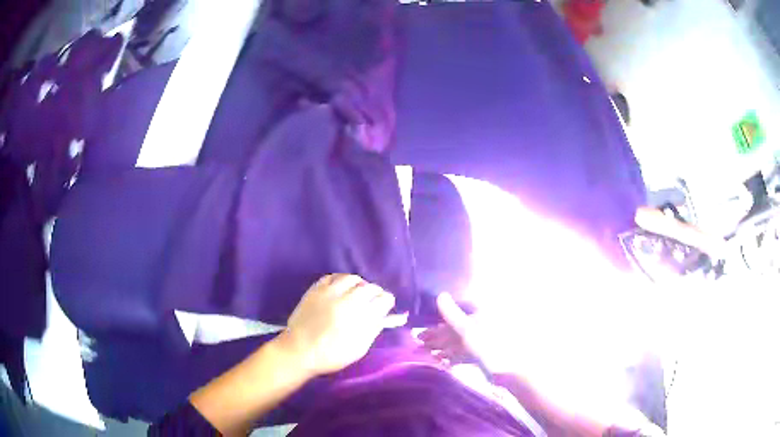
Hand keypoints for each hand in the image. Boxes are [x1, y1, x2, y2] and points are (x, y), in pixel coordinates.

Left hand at [279, 274, 407, 376]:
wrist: (300, 351)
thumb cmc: (332, 355)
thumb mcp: (360, 347)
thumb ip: (374, 328)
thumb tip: (387, 316)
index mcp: (363, 317)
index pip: (384, 299)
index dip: (387, 302)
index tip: (385, 307)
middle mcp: (349, 300)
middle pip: (370, 287)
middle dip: (375, 293)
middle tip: (372, 301)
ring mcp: (331, 292)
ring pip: (352, 278)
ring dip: (358, 284)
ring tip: (356, 293)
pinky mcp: (316, 289)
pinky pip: (333, 276)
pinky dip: (340, 280)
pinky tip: (340, 288)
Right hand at [420, 292, 519, 372]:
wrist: (509, 371)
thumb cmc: (489, 347)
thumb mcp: (468, 330)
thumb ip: (453, 315)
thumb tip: (440, 295)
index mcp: (478, 317)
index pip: (452, 318)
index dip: (435, 325)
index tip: (419, 331)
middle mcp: (479, 327)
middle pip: (453, 332)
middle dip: (435, 338)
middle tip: (416, 344)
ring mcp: (481, 343)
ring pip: (456, 344)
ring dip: (440, 349)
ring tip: (423, 354)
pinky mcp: (481, 357)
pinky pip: (462, 355)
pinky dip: (451, 358)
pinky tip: (440, 363)